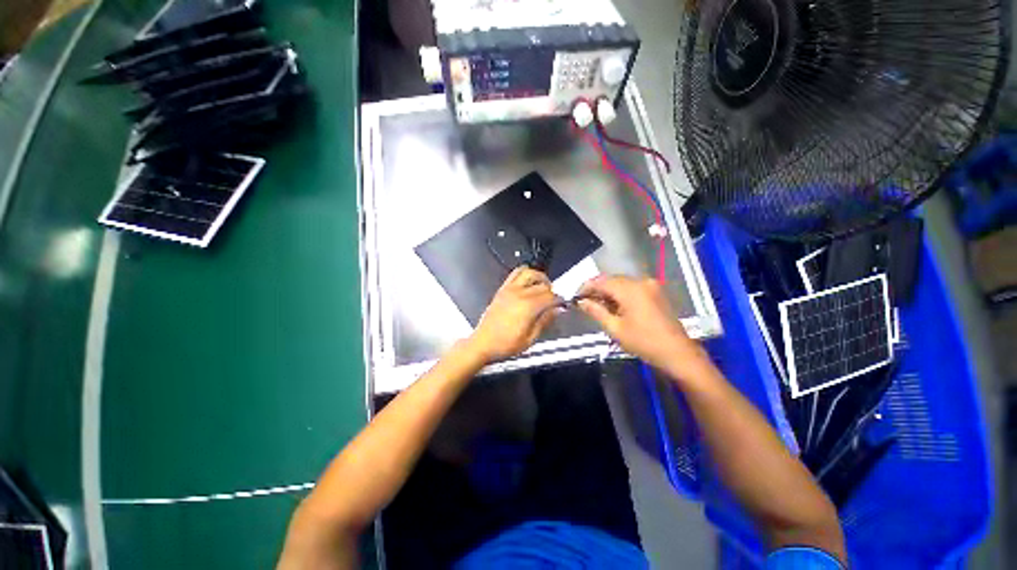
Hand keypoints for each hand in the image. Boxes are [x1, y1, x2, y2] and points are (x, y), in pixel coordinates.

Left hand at [467, 267, 559, 362]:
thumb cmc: (505, 345)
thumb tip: (556, 311)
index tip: (562, 304)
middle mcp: (519, 294)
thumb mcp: (530, 339)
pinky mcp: (501, 290)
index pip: (550, 296)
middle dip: (551, 291)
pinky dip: (524, 274)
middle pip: (542, 284)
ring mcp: (509, 290)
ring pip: (529, 272)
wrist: (483, 343)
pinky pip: (514, 274)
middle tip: (553, 299)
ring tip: (542, 286)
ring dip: (539, 277)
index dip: (559, 300)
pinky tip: (528, 283)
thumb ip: (544, 321)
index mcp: (528, 307)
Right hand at [576, 275, 698, 370]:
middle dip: (597, 289)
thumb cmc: (644, 342)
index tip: (576, 296)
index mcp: (630, 290)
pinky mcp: (655, 292)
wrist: (678, 353)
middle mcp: (641, 282)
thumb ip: (596, 311)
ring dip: (608, 292)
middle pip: (612, 280)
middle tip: (585, 302)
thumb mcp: (615, 328)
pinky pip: (632, 287)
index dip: (586, 287)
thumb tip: (581, 301)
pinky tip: (614, 306)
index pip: (601, 281)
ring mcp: (650, 286)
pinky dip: (620, 294)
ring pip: (621, 283)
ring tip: (597, 306)